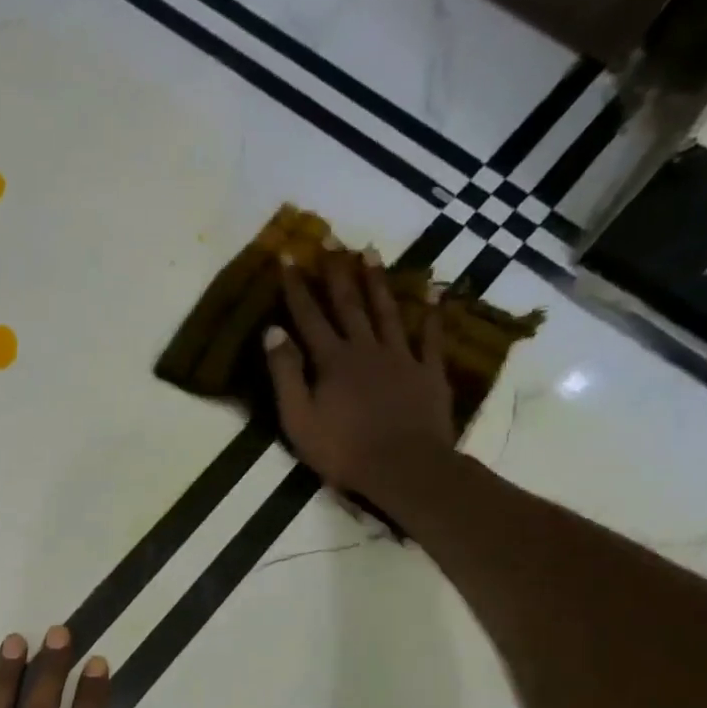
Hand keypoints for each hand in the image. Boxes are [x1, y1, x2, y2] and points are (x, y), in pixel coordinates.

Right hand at [264, 244, 453, 494]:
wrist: (403, 468)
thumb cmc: (343, 451)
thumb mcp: (298, 420)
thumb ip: (285, 375)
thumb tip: (272, 332)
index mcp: (332, 361)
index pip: (308, 317)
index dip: (296, 287)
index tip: (288, 257)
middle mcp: (365, 349)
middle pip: (348, 304)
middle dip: (336, 271)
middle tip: (331, 239)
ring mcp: (401, 358)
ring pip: (387, 311)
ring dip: (377, 281)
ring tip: (370, 251)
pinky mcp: (428, 373)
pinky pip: (431, 336)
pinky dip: (432, 312)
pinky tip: (435, 289)